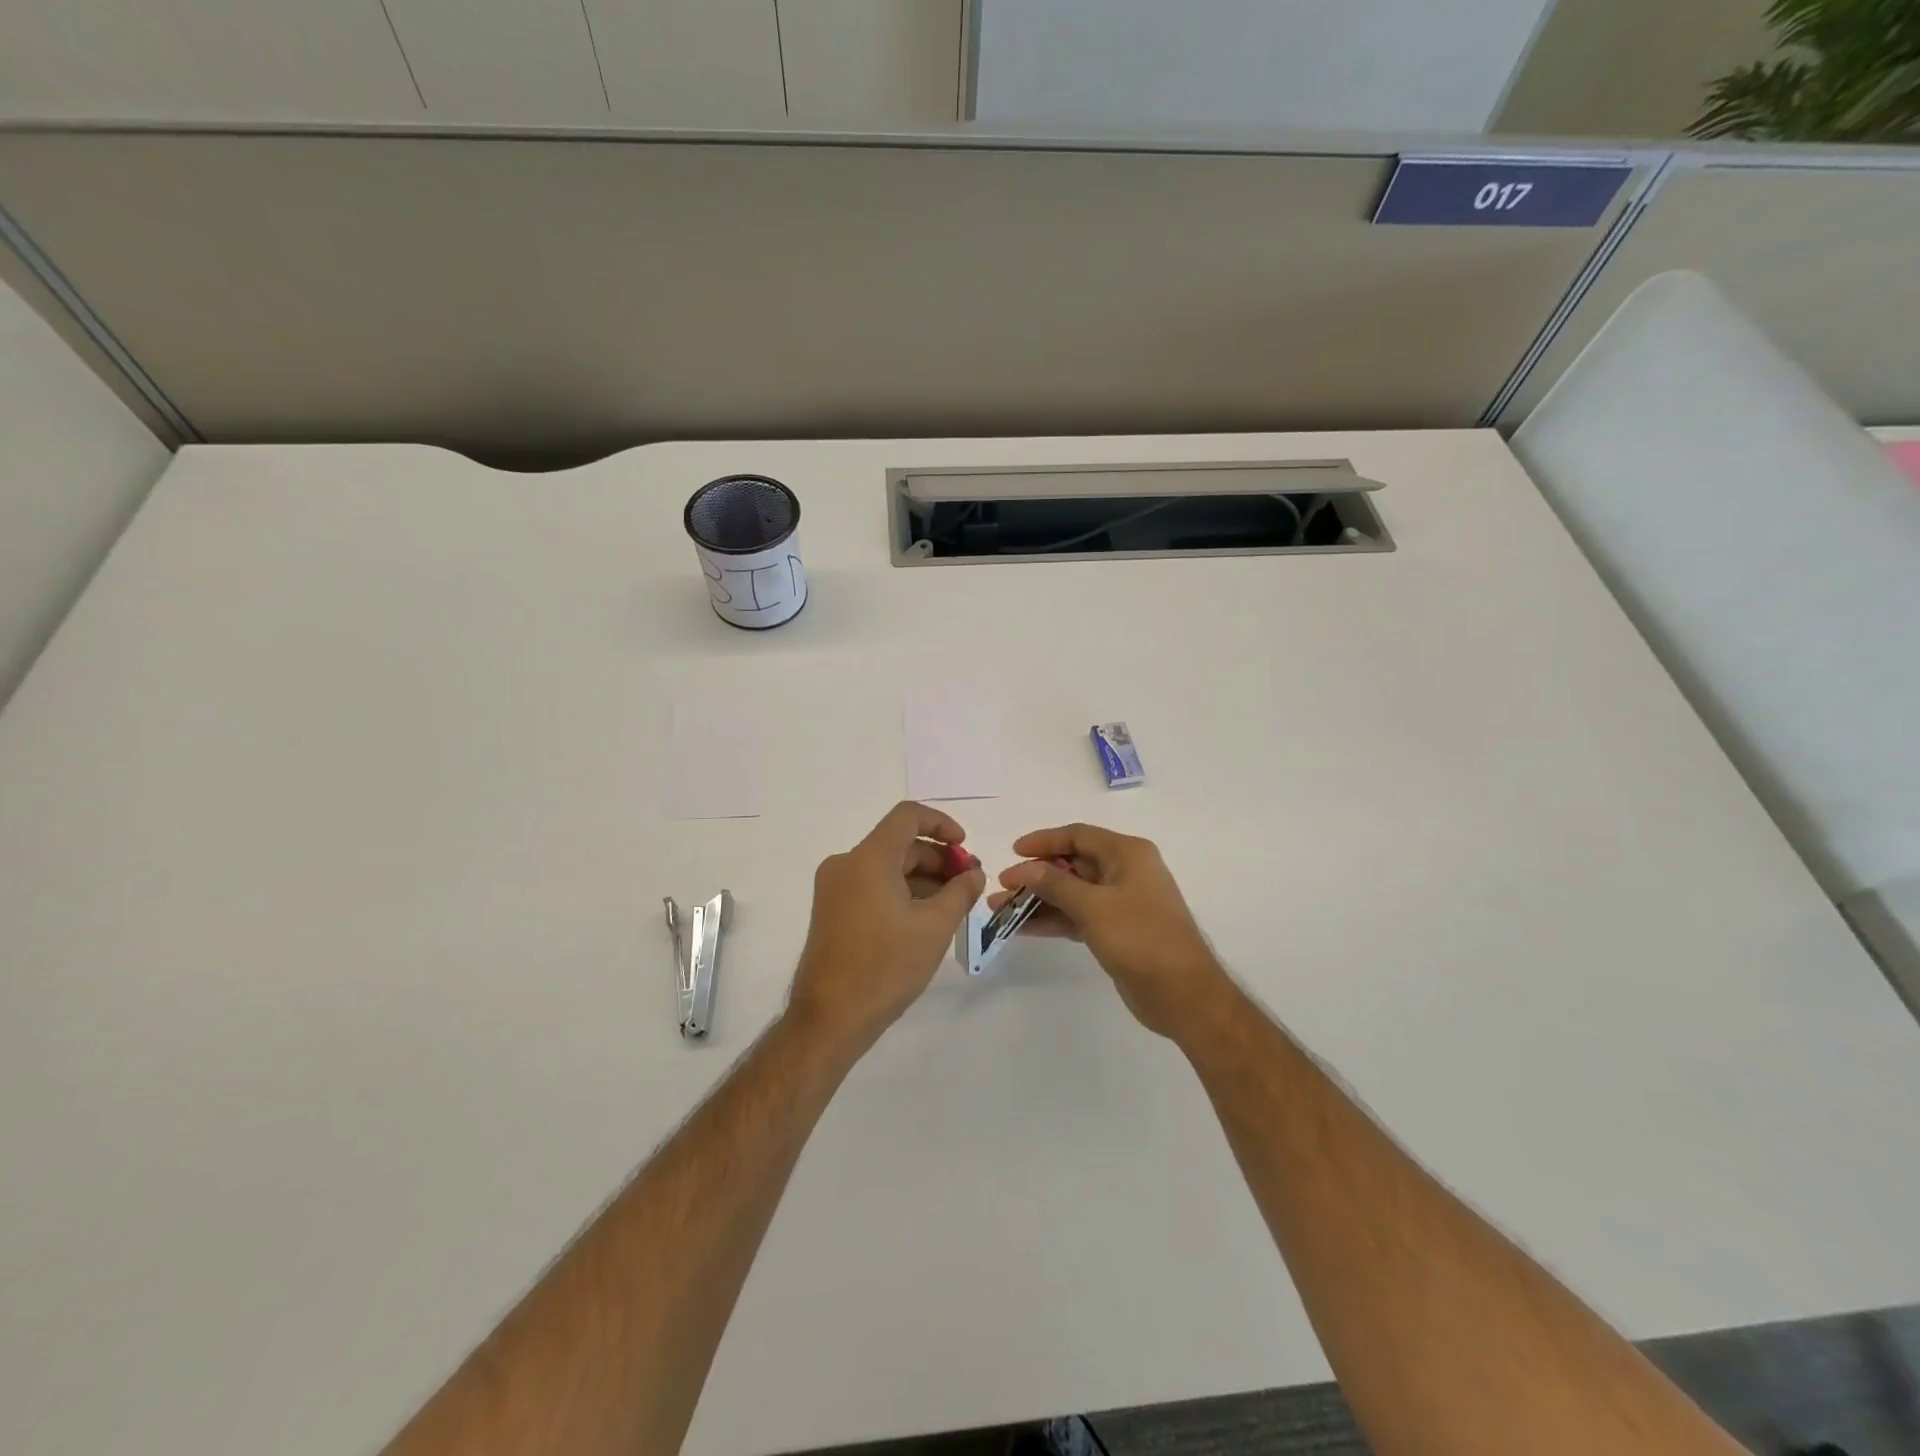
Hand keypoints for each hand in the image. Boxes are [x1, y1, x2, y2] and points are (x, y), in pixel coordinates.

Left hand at [787, 801, 986, 1055]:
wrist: (830, 1018)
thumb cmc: (886, 967)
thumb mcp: (935, 927)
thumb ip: (960, 892)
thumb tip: (973, 874)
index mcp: (868, 858)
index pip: (908, 816)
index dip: (942, 824)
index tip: (966, 848)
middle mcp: (846, 863)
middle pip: (899, 843)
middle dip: (938, 858)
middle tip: (968, 885)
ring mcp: (834, 888)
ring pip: (887, 866)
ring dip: (922, 877)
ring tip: (952, 905)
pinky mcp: (831, 910)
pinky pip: (872, 885)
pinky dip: (901, 891)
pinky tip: (924, 918)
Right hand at [992, 824, 1231, 1040]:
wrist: (1182, 994)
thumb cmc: (1141, 938)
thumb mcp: (1094, 906)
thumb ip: (1055, 884)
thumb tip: (1024, 868)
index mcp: (1127, 854)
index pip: (1078, 836)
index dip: (1044, 841)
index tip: (1013, 852)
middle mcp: (1124, 872)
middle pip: (1072, 864)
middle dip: (1036, 875)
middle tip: (1002, 887)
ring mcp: (1120, 903)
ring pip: (1071, 893)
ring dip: (1038, 900)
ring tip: (1000, 909)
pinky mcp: (1115, 930)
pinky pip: (1077, 916)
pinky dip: (1053, 920)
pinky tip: (1023, 928)